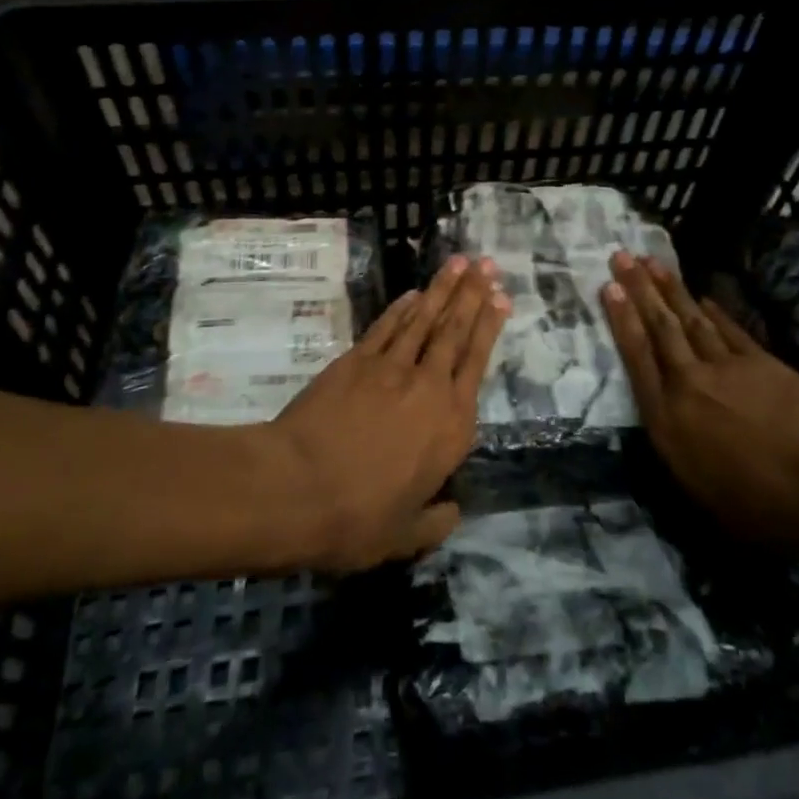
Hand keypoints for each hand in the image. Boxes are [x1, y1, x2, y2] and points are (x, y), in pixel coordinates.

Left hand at [268, 255, 509, 570]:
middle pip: (455, 331)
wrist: (296, 488)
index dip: (490, 326)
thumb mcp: (405, 536)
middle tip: (487, 264)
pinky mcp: (356, 361)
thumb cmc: (357, 518)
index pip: (477, 362)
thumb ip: (436, 522)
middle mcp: (429, 387)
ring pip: (425, 319)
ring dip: (443, 289)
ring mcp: (390, 368)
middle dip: (473, 294)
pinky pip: (387, 327)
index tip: (502, 297)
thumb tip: (454, 512)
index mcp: (451, 426)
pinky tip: (413, 293)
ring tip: (460, 262)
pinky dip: (402, 308)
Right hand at [601, 252, 798, 554]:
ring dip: (669, 289)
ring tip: (651, 261)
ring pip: (689, 320)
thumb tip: (671, 434)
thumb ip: (680, 457)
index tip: (609, 288)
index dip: (622, 320)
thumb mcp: (704, 497)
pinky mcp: (759, 361)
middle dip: (638, 289)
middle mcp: (688, 384)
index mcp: (668, 421)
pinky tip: (702, 296)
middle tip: (621, 256)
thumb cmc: (763, 505)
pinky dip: (714, 311)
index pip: (637, 359)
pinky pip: (728, 329)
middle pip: (659, 328)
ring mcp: (725, 368)